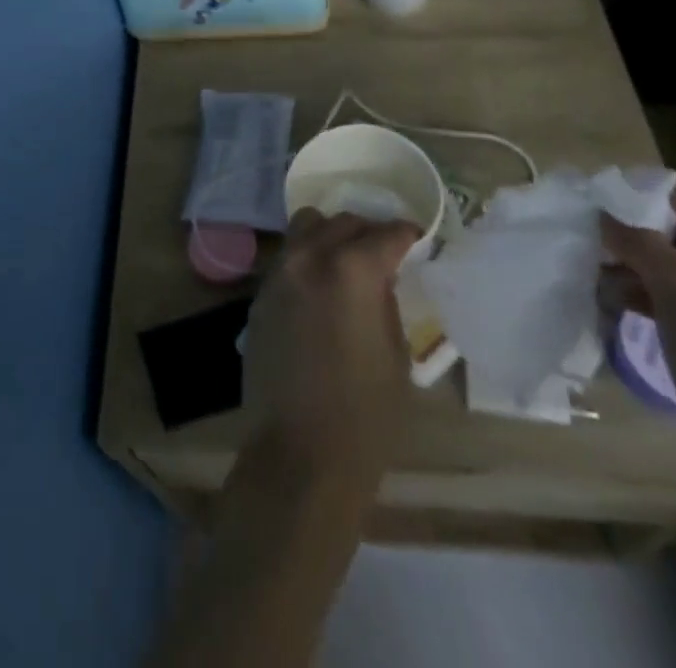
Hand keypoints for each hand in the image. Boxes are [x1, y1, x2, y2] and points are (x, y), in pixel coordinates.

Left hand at [242, 209, 420, 488]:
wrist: (300, 453)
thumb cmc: (365, 414)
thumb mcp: (396, 354)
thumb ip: (386, 302)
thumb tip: (380, 279)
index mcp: (352, 270)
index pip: (385, 234)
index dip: (406, 234)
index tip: (416, 239)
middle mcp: (309, 258)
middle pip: (341, 222)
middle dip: (367, 232)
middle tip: (384, 252)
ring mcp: (279, 274)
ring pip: (305, 228)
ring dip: (330, 236)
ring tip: (347, 262)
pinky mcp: (260, 295)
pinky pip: (287, 259)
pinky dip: (307, 259)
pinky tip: (320, 288)